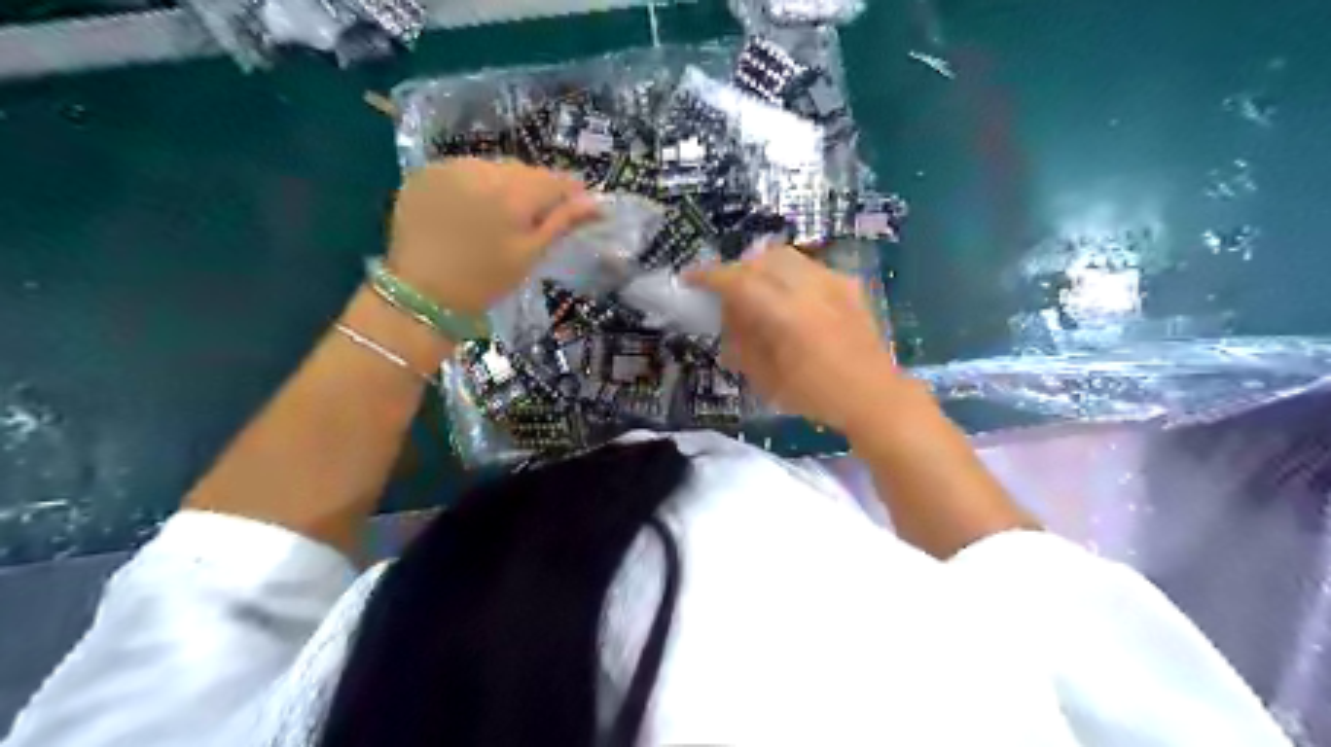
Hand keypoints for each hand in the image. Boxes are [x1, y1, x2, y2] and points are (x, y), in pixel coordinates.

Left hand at [390, 161, 599, 315]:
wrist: (421, 294)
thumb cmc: (485, 281)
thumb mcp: (530, 255)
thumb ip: (562, 222)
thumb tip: (595, 202)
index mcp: (513, 193)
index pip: (554, 179)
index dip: (569, 191)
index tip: (576, 208)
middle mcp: (482, 169)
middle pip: (522, 171)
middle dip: (533, 189)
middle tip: (533, 218)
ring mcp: (450, 167)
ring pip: (491, 168)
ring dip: (501, 185)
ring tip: (497, 215)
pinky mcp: (425, 173)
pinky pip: (462, 170)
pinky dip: (472, 185)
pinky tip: (468, 210)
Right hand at [692, 244, 910, 431]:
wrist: (874, 397)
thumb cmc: (816, 395)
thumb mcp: (766, 379)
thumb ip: (742, 344)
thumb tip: (729, 322)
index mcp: (784, 313)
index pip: (737, 281)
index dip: (709, 276)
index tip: (690, 278)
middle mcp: (808, 287)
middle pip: (760, 260)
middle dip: (737, 271)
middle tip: (726, 293)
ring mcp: (832, 281)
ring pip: (786, 256)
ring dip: (762, 268)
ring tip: (757, 292)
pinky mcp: (848, 285)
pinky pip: (808, 267)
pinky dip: (789, 275)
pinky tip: (790, 299)